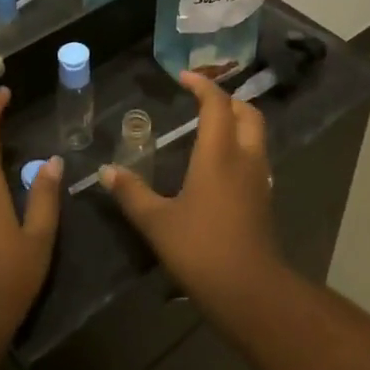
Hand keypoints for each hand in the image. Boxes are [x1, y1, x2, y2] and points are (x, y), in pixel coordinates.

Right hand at [101, 72, 282, 315]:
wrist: (251, 292)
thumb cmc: (202, 249)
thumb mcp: (157, 222)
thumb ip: (131, 193)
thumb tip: (105, 171)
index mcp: (219, 153)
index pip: (217, 104)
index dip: (202, 86)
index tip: (183, 77)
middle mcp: (245, 157)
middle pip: (247, 112)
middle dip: (226, 99)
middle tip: (201, 99)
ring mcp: (259, 179)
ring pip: (255, 134)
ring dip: (237, 121)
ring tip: (209, 125)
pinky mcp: (264, 199)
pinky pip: (255, 157)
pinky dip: (240, 145)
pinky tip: (219, 163)